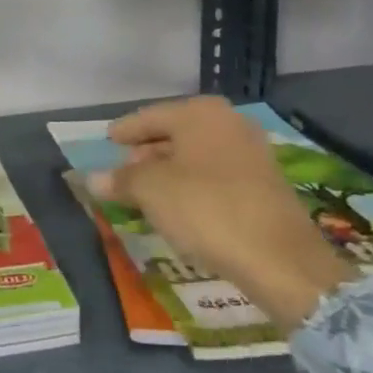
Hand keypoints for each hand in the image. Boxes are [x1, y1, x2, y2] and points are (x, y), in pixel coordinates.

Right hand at [89, 97, 356, 331]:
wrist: (280, 259)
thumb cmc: (206, 209)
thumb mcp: (151, 191)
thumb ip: (120, 179)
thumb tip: (92, 178)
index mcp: (199, 113)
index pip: (149, 116)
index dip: (125, 131)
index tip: (107, 141)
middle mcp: (228, 123)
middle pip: (174, 132)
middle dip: (147, 151)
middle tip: (123, 171)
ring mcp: (251, 152)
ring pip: (196, 155)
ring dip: (169, 170)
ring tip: (146, 192)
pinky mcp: (264, 184)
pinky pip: (215, 174)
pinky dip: (192, 184)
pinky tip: (178, 206)